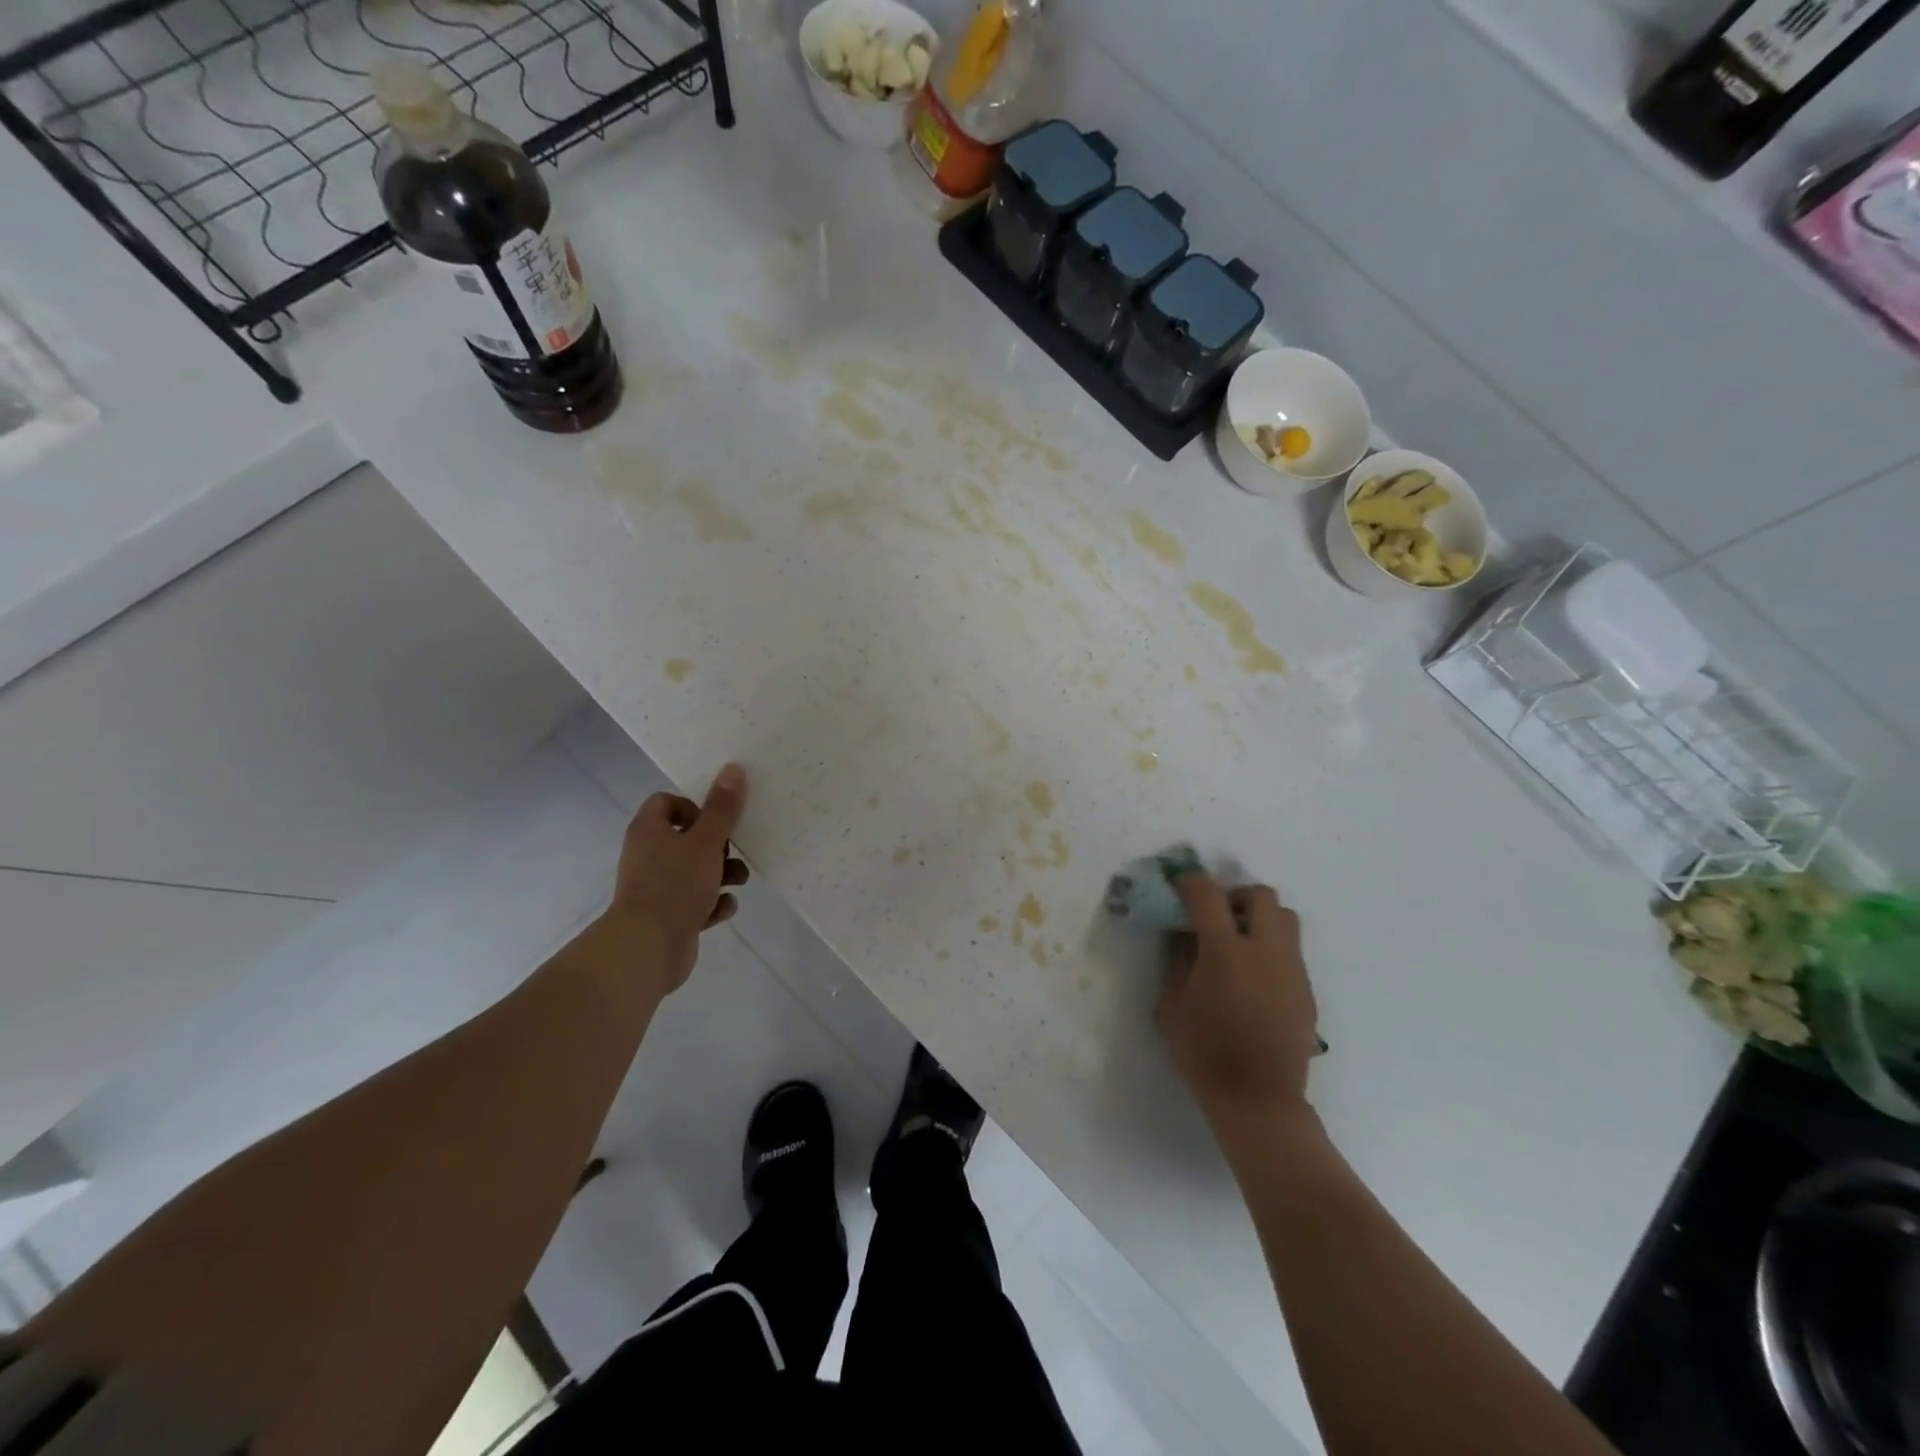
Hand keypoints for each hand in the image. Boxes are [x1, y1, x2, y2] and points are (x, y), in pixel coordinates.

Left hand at [604, 763, 750, 991]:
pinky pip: (696, 902)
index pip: (666, 802)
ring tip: (739, 881)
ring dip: (722, 874)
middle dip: (717, 845)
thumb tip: (733, 768)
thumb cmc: (675, 885)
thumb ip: (722, 808)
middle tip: (733, 851)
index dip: (693, 806)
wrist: (648, 948)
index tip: (716, 819)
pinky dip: (712, 904)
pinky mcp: (669, 916)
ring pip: (696, 871)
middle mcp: (649, 856)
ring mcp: (658, 888)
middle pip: (687, 837)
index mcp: (649, 831)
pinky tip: (723, 909)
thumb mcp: (706, 841)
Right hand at [1158, 873, 1319, 1125]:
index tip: (1178, 887)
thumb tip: (1183, 932)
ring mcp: (1292, 969)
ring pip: (1284, 917)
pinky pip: (1291, 949)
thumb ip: (1178, 960)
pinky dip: (1270, 947)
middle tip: (1215, 917)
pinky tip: (1253, 976)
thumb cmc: (1204, 1053)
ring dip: (1258, 917)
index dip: (1190, 883)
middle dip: (1234, 896)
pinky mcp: (1307, 989)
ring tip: (1238, 943)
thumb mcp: (1171, 1005)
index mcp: (1226, 951)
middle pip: (1259, 895)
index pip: (1208, 895)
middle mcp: (1266, 950)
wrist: (1258, 1101)